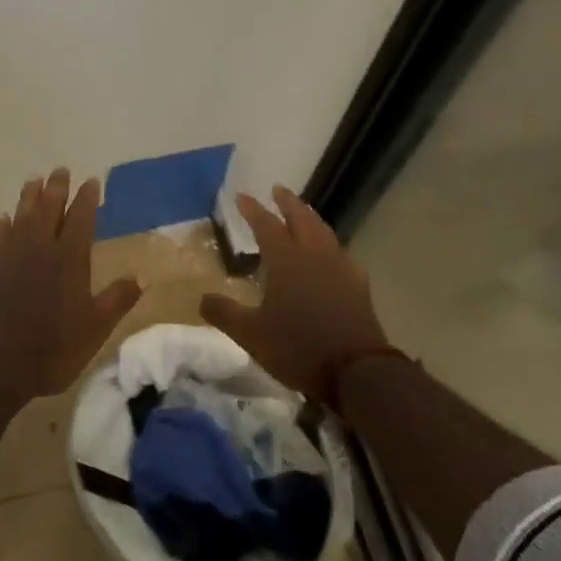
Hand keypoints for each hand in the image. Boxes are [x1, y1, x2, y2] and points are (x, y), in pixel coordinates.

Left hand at [0, 168, 142, 407]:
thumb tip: (143, 276)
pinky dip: (2, 225)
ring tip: (34, 180)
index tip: (91, 181)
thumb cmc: (51, 349)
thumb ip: (117, 300)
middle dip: (57, 188)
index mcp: (69, 259)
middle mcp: (40, 249)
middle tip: (61, 169)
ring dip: (29, 197)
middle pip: (49, 209)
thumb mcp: (95, 330)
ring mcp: (10, 257)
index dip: (87, 199)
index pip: (81, 219)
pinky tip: (3, 218)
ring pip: (22, 216)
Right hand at [200, 186, 395, 406]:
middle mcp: (315, 256)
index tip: (241, 196)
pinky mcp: (358, 285)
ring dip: (310, 218)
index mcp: (287, 261)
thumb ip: (224, 313)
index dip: (253, 210)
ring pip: (324, 232)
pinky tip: (330, 254)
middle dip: (288, 202)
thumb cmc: (298, 347)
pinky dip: (329, 244)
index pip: (266, 226)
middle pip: (301, 219)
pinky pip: (340, 253)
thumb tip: (202, 298)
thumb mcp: (251, 334)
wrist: (356, 371)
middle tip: (278, 189)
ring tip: (302, 213)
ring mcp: (340, 268)